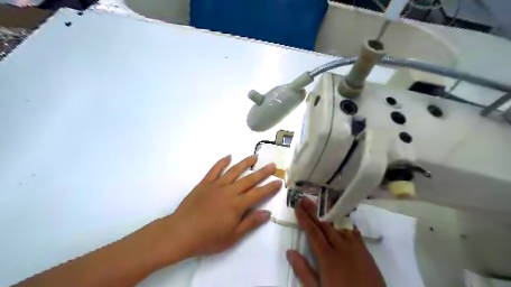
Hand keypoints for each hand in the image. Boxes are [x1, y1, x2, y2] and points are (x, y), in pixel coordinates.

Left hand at [138, 155, 280, 266]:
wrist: (180, 233)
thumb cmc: (207, 238)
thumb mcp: (232, 236)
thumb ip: (250, 223)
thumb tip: (267, 213)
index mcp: (237, 205)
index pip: (258, 193)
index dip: (270, 187)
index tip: (279, 181)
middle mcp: (229, 191)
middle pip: (249, 179)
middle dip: (262, 172)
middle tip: (272, 165)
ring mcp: (216, 185)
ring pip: (234, 171)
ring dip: (245, 163)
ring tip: (254, 157)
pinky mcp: (205, 183)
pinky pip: (215, 170)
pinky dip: (222, 162)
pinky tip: (228, 156)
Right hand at [285, 198, 384, 286]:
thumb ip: (304, 271)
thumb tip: (290, 252)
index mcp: (327, 257)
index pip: (313, 232)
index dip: (304, 219)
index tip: (297, 207)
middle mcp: (341, 247)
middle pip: (324, 225)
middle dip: (313, 210)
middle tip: (305, 198)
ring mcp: (354, 247)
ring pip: (339, 224)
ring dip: (328, 212)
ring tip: (319, 202)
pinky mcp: (365, 250)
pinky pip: (353, 230)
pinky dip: (345, 221)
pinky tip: (341, 216)